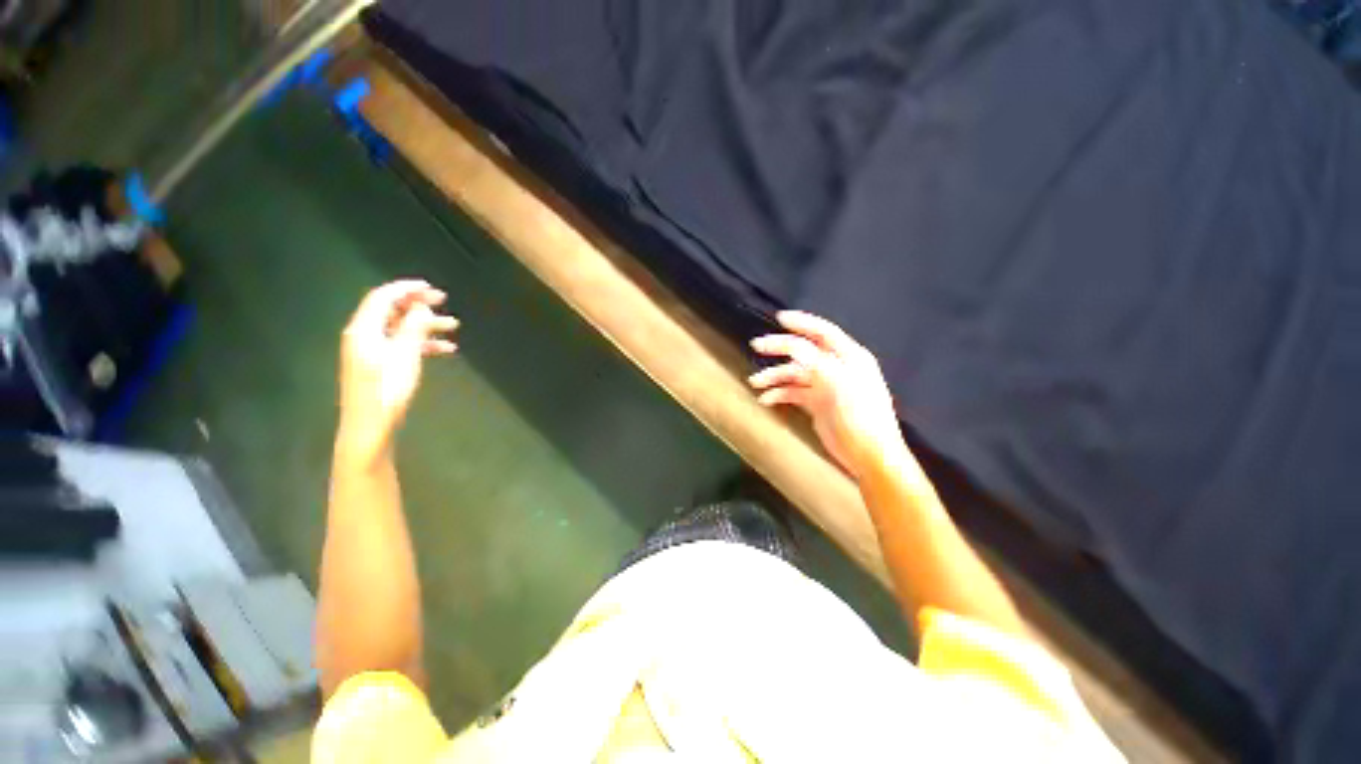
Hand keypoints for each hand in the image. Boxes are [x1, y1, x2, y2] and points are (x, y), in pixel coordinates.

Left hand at [337, 280, 458, 462]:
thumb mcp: (404, 356)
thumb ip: (413, 328)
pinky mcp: (379, 364)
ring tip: (453, 326)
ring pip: (400, 328)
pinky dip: (422, 343)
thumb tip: (420, 306)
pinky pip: (402, 345)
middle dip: (418, 304)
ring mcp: (371, 350)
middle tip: (443, 301)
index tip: (430, 287)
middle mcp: (364, 335)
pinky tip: (445, 349)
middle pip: (392, 311)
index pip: (382, 298)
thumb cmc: (386, 390)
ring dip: (425, 324)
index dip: (406, 289)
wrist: (370, 426)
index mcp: (364, 329)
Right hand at [749, 311, 905, 478]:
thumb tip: (793, 345)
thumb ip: (816, 363)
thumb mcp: (840, 385)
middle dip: (780, 348)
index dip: (802, 323)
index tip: (779, 318)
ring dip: (774, 376)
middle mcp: (836, 368)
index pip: (823, 332)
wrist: (869, 456)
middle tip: (757, 346)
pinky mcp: (817, 404)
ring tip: (755, 382)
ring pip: (795, 373)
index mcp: (849, 357)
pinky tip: (766, 399)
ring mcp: (826, 386)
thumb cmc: (861, 417)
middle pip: (804, 351)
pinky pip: (793, 392)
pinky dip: (779, 393)